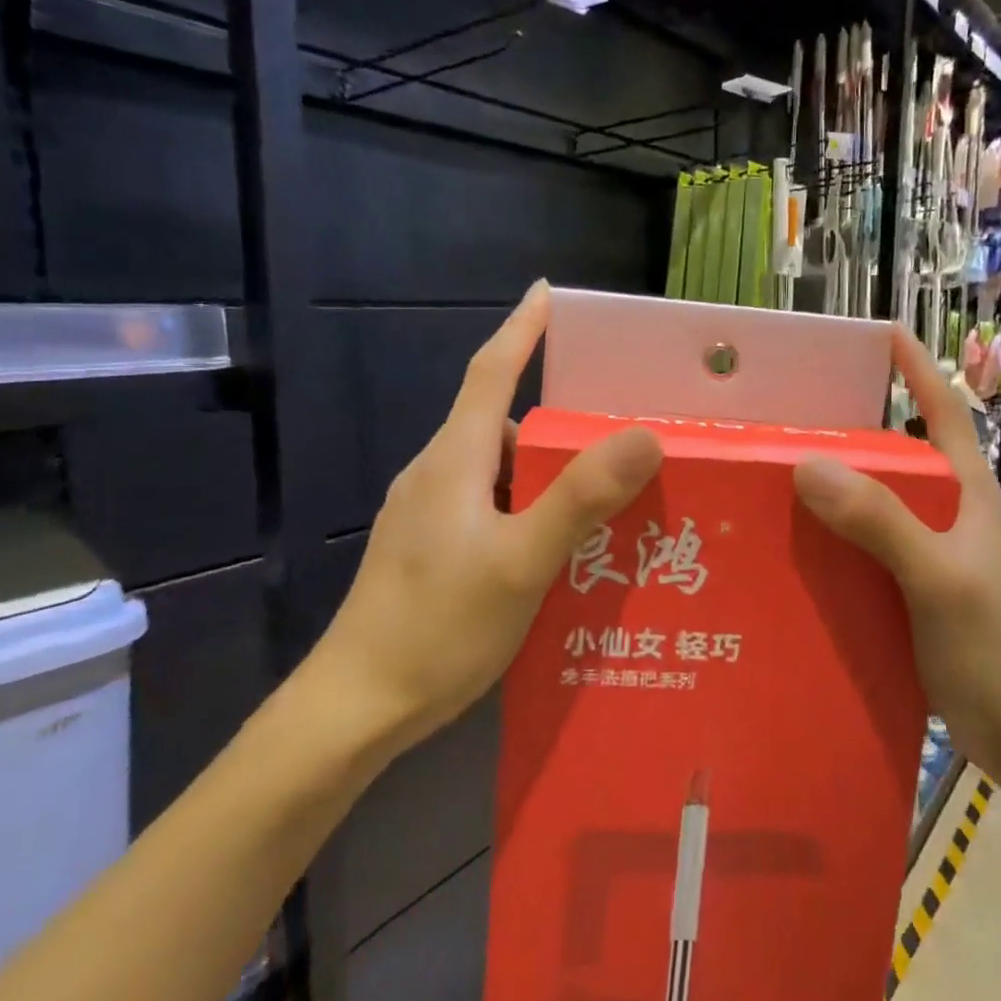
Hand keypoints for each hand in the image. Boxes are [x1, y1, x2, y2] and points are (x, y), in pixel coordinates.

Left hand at [311, 282, 662, 747]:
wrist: (356, 706)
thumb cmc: (438, 626)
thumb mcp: (523, 561)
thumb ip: (582, 498)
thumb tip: (643, 436)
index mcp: (455, 460)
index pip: (491, 372)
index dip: (521, 329)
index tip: (548, 294)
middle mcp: (438, 475)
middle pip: (506, 425)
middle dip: (561, 422)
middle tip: (623, 437)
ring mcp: (429, 515)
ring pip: (502, 472)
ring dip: (551, 475)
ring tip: (609, 501)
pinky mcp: (431, 549)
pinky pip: (492, 507)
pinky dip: (531, 510)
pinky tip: (564, 548)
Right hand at [793, 325, 1000, 781]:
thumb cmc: (995, 648)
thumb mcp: (940, 578)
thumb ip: (882, 523)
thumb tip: (809, 465)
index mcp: (966, 494)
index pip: (944, 412)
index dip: (917, 369)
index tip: (880, 333)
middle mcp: (944, 515)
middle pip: (895, 457)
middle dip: (849, 432)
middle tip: (787, 418)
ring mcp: (925, 556)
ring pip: (871, 507)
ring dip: (831, 491)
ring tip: (769, 480)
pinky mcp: (907, 593)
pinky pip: (860, 552)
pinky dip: (829, 543)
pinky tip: (789, 550)